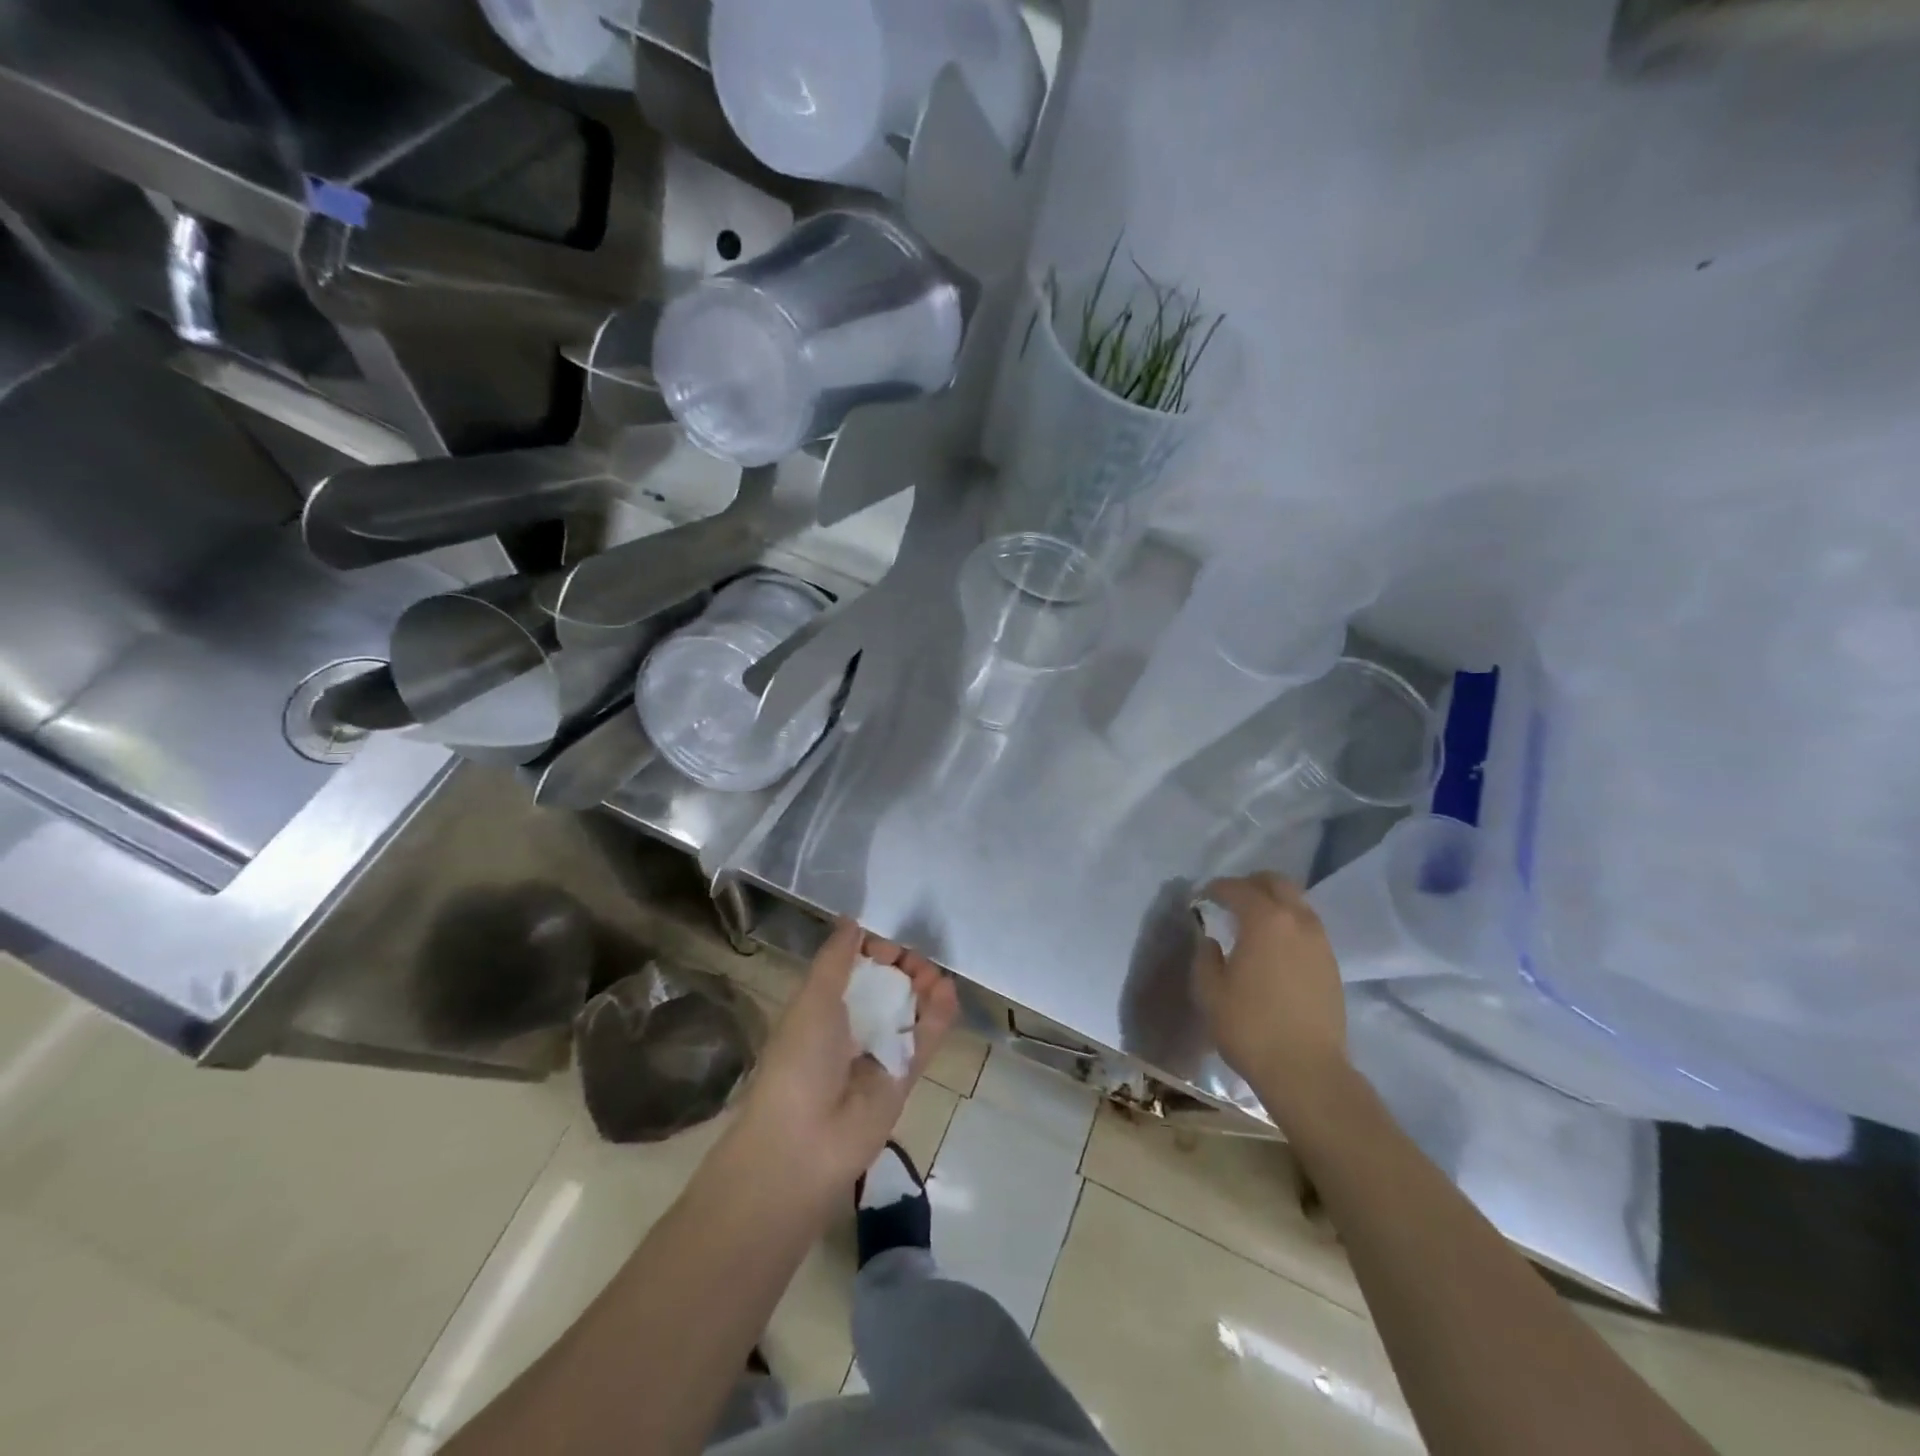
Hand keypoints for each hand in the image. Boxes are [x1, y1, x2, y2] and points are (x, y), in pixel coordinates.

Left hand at [734, 919, 958, 1196]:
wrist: (805, 1142)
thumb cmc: (800, 1059)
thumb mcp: (813, 997)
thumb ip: (836, 957)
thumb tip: (852, 919)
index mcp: (822, 1007)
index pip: (855, 968)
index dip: (873, 950)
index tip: (886, 941)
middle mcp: (851, 1027)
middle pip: (885, 986)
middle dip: (902, 966)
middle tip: (913, 958)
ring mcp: (879, 1053)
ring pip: (909, 1010)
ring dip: (923, 987)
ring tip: (932, 973)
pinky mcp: (904, 1078)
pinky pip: (926, 1039)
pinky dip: (939, 1015)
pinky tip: (947, 990)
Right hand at [1194, 873, 1348, 1121]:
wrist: (1306, 1071)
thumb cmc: (1250, 1027)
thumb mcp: (1209, 991)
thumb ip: (1205, 957)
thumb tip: (1212, 941)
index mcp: (1264, 920)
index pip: (1237, 888)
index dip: (1216, 889)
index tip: (1201, 898)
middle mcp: (1297, 920)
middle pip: (1276, 882)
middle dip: (1250, 884)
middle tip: (1230, 899)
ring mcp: (1320, 942)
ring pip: (1297, 903)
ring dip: (1273, 903)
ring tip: (1252, 922)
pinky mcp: (1331, 964)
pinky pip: (1308, 927)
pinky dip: (1288, 924)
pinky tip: (1274, 947)